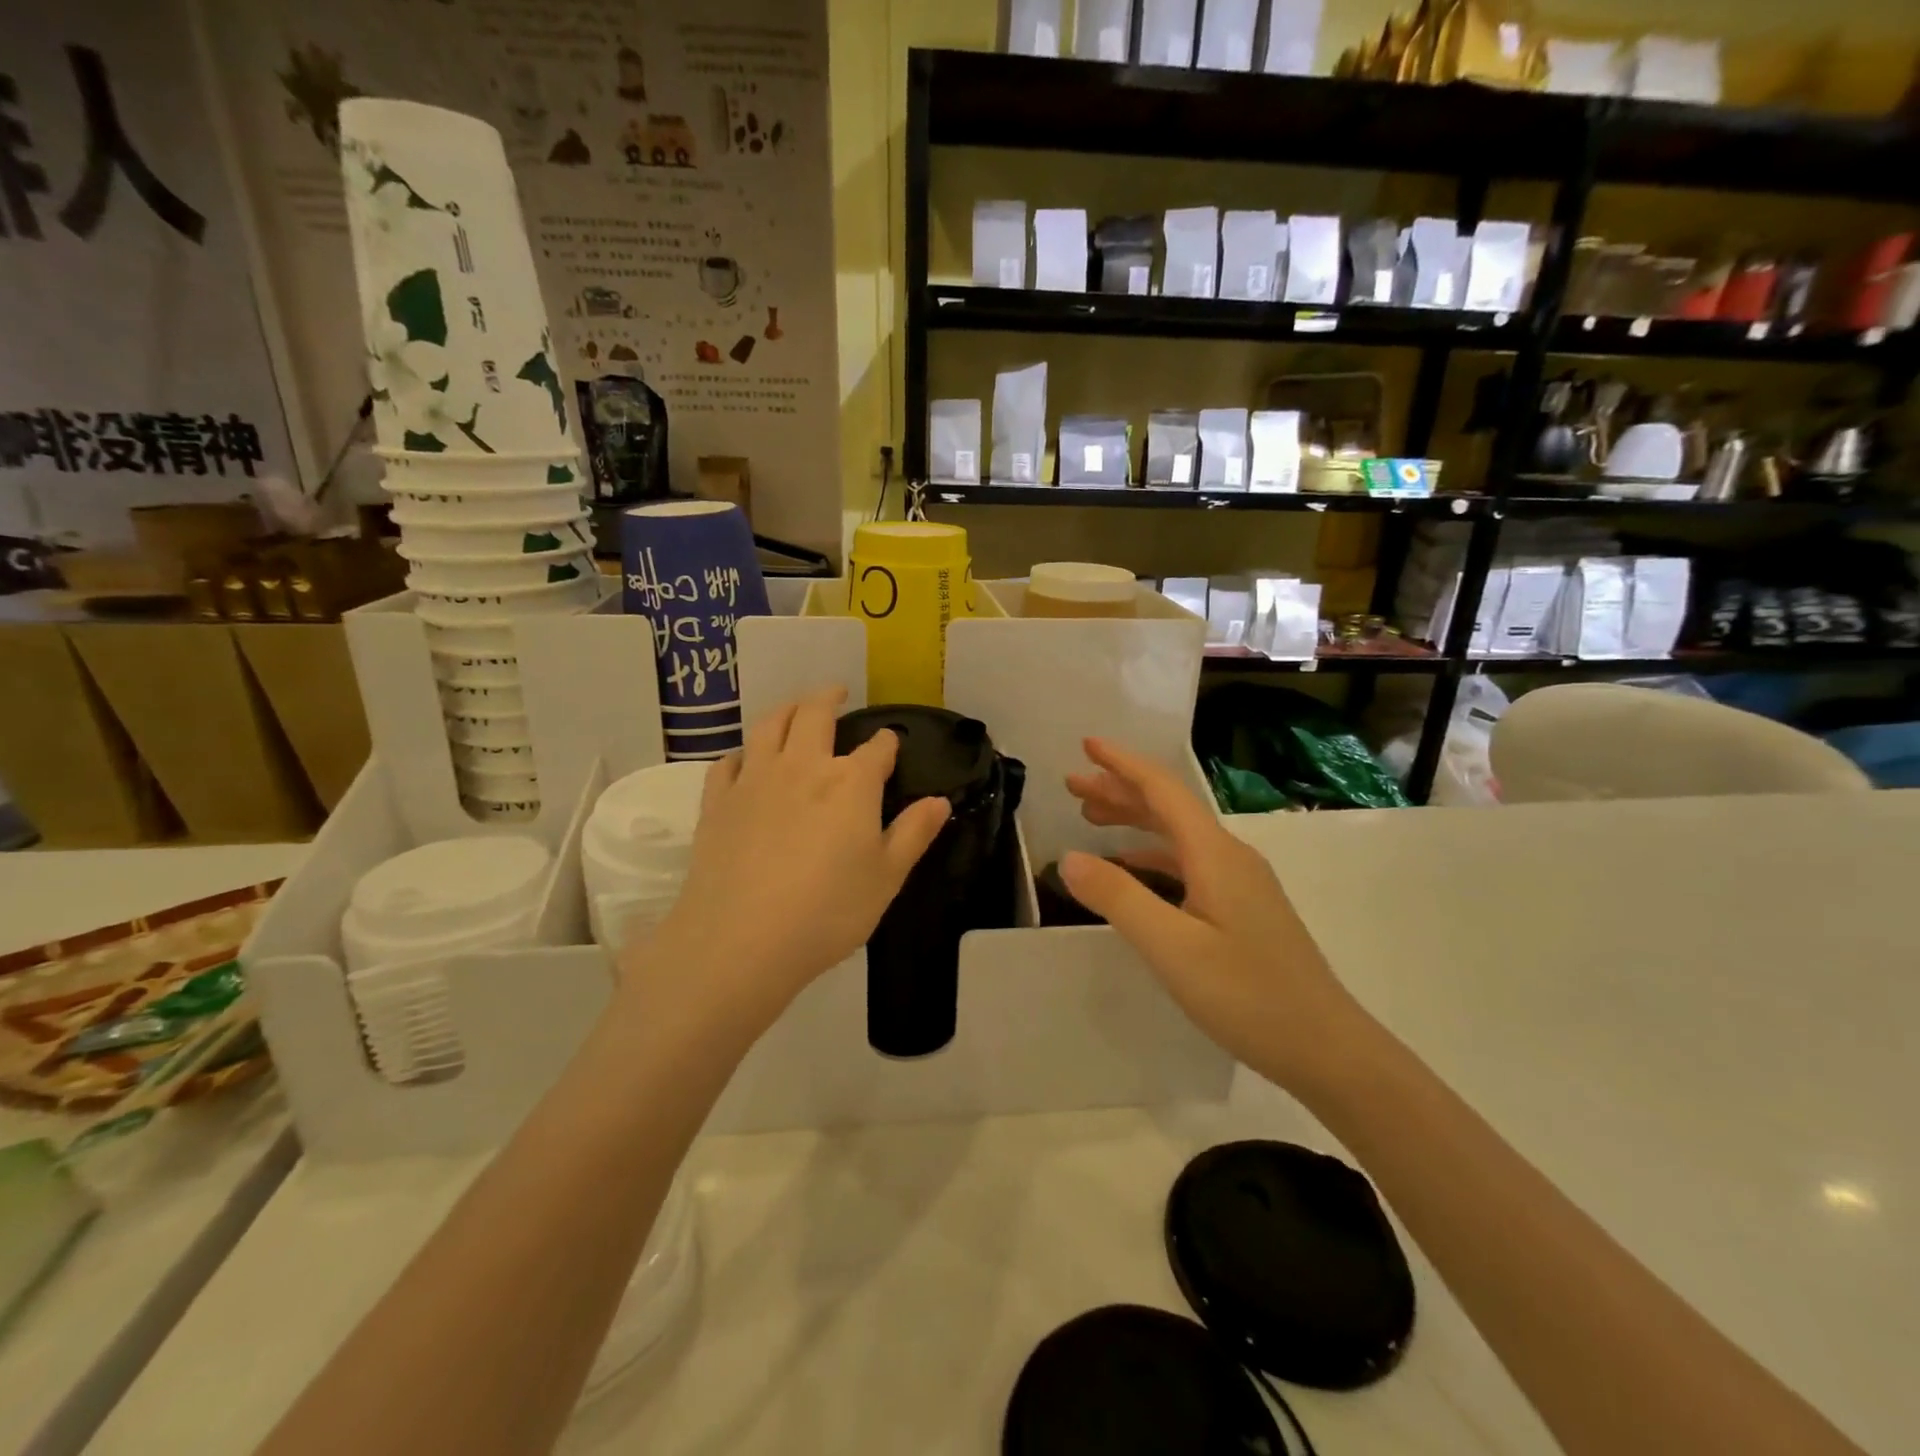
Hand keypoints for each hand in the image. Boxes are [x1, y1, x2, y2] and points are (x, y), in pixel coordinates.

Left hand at [621, 689, 950, 1037]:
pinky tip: (746, 758)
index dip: (887, 743)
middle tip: (836, 692)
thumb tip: (941, 801)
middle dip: (829, 698)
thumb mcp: (886, 878)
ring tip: (795, 707)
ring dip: (786, 709)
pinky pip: (729, 761)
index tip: (890, 744)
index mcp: (851, 784)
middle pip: (815, 715)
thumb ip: (914, 834)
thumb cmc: (827, 912)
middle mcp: (803, 767)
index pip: (876, 749)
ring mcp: (755, 780)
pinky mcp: (718, 800)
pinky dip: (743, 752)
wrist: (741, 940)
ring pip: (770, 726)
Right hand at [1060, 738, 1373, 1093]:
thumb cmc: (1248, 995)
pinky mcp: (1242, 909)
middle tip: (1073, 784)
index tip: (1086, 744)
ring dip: (1134, 820)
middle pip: (1169, 807)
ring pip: (1177, 836)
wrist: (1327, 1048)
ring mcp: (1240, 883)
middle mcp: (1229, 857)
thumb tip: (1069, 858)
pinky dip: (1151, 856)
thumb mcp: (1172, 948)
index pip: (1163, 790)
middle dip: (1120, 789)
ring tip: (1091, 818)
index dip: (1123, 764)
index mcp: (1215, 854)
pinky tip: (1131, 869)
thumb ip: (1119, 899)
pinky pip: (1187, 864)